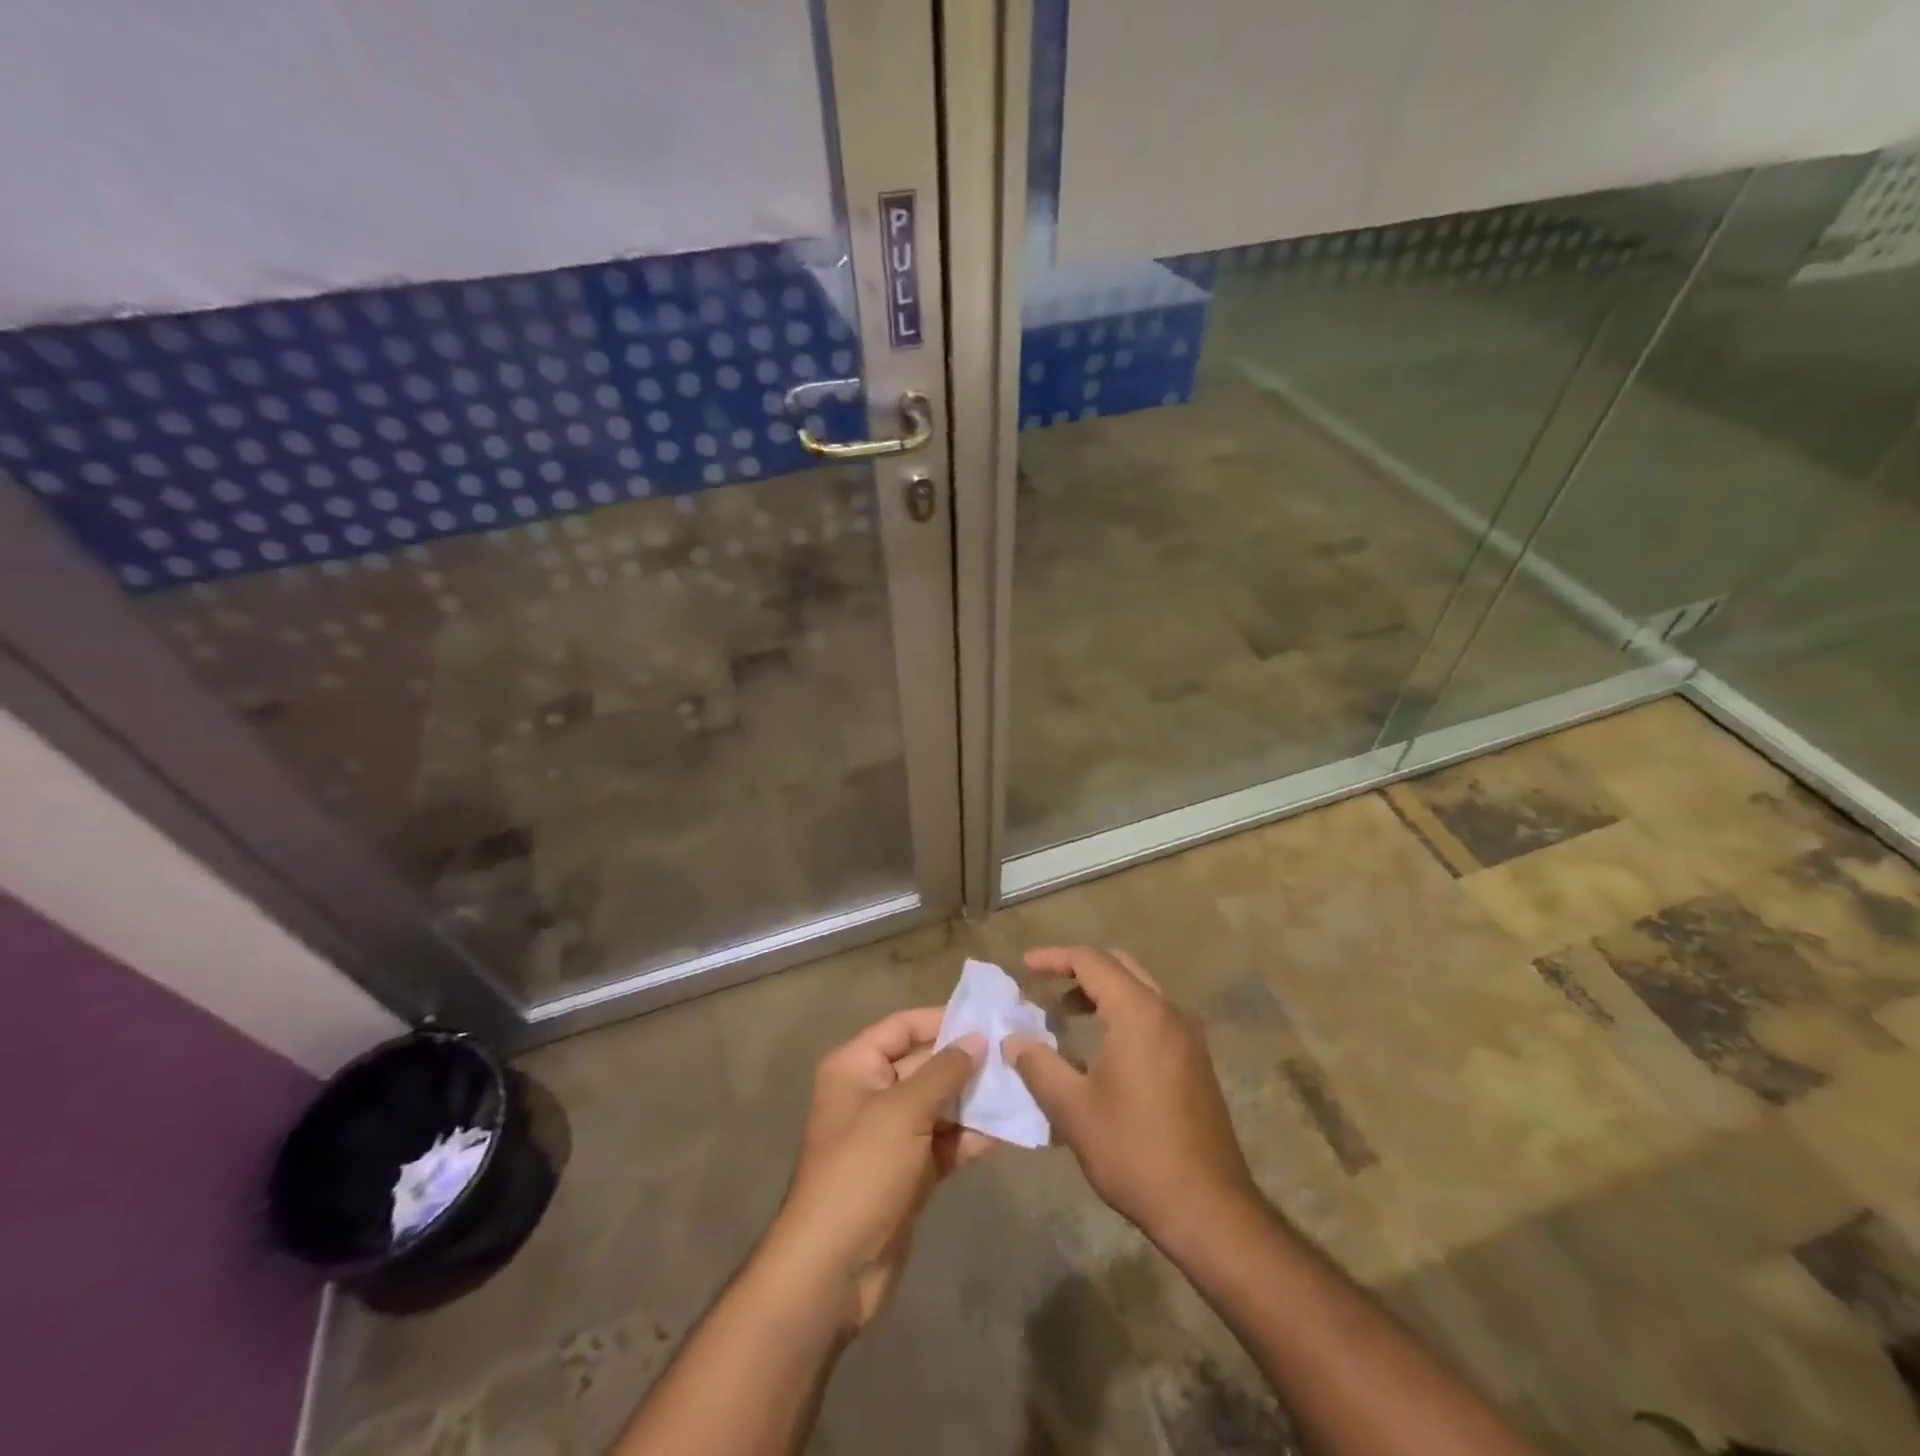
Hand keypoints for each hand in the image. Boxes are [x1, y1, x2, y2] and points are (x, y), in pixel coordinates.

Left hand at [769, 1008, 989, 1332]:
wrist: (833, 1268)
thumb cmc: (862, 1170)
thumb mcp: (904, 1111)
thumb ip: (944, 1071)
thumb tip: (978, 1039)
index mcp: (856, 1067)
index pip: (902, 1027)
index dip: (942, 1019)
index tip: (986, 1017)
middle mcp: (871, 1093)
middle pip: (924, 1064)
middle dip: (966, 1060)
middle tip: (1015, 1052)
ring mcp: (890, 1135)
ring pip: (938, 1104)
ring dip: (974, 1098)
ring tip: (1020, 1085)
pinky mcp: (908, 1172)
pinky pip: (943, 1141)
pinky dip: (969, 1136)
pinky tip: (1007, 1128)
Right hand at [1004, 946, 1255, 1246]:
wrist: (1208, 1208)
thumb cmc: (1135, 1151)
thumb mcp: (1072, 1110)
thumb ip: (1037, 1066)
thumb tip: (1013, 1040)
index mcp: (1139, 1012)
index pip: (1091, 961)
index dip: (1054, 958)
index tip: (1024, 966)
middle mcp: (1168, 1013)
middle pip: (1120, 967)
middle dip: (1079, 969)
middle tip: (1044, 985)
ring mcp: (1187, 1038)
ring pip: (1139, 991)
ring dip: (1102, 993)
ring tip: (1066, 1015)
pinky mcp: (1195, 1063)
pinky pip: (1153, 1017)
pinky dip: (1122, 1014)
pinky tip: (1100, 1050)